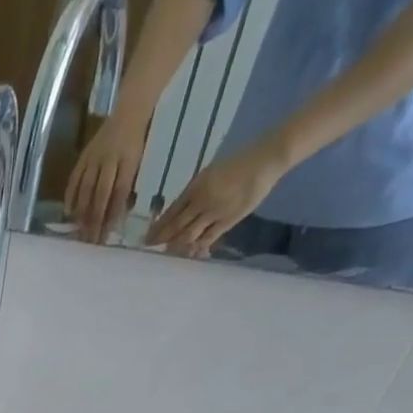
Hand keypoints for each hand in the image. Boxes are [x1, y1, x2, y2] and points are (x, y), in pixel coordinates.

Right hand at [63, 110, 150, 244]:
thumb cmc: (135, 142)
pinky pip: (74, 179)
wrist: (128, 111)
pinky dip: (70, 197)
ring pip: (86, 189)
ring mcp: (94, 157)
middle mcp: (110, 159)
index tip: (107, 235)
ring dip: (82, 212)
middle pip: (101, 194)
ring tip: (79, 231)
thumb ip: (127, 189)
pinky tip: (68, 212)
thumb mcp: (137, 164)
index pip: (119, 192)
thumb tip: (116, 219)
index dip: (113, 215)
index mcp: (129, 160)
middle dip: (96, 219)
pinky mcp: (83, 156)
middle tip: (91, 240)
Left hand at [145, 140, 287, 256]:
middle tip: (149, 249)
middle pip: (176, 226)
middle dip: (160, 239)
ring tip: (166, 253)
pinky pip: (207, 239)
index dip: (157, 227)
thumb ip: (193, 194)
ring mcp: (215, 212)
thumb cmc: (238, 162)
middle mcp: (202, 201)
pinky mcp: (228, 220)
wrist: (267, 158)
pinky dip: (196, 249)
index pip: (171, 212)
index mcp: (196, 186)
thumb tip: (177, 214)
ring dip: (175, 246)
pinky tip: (188, 254)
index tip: (145, 238)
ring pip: (188, 236)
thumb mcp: (210, 173)